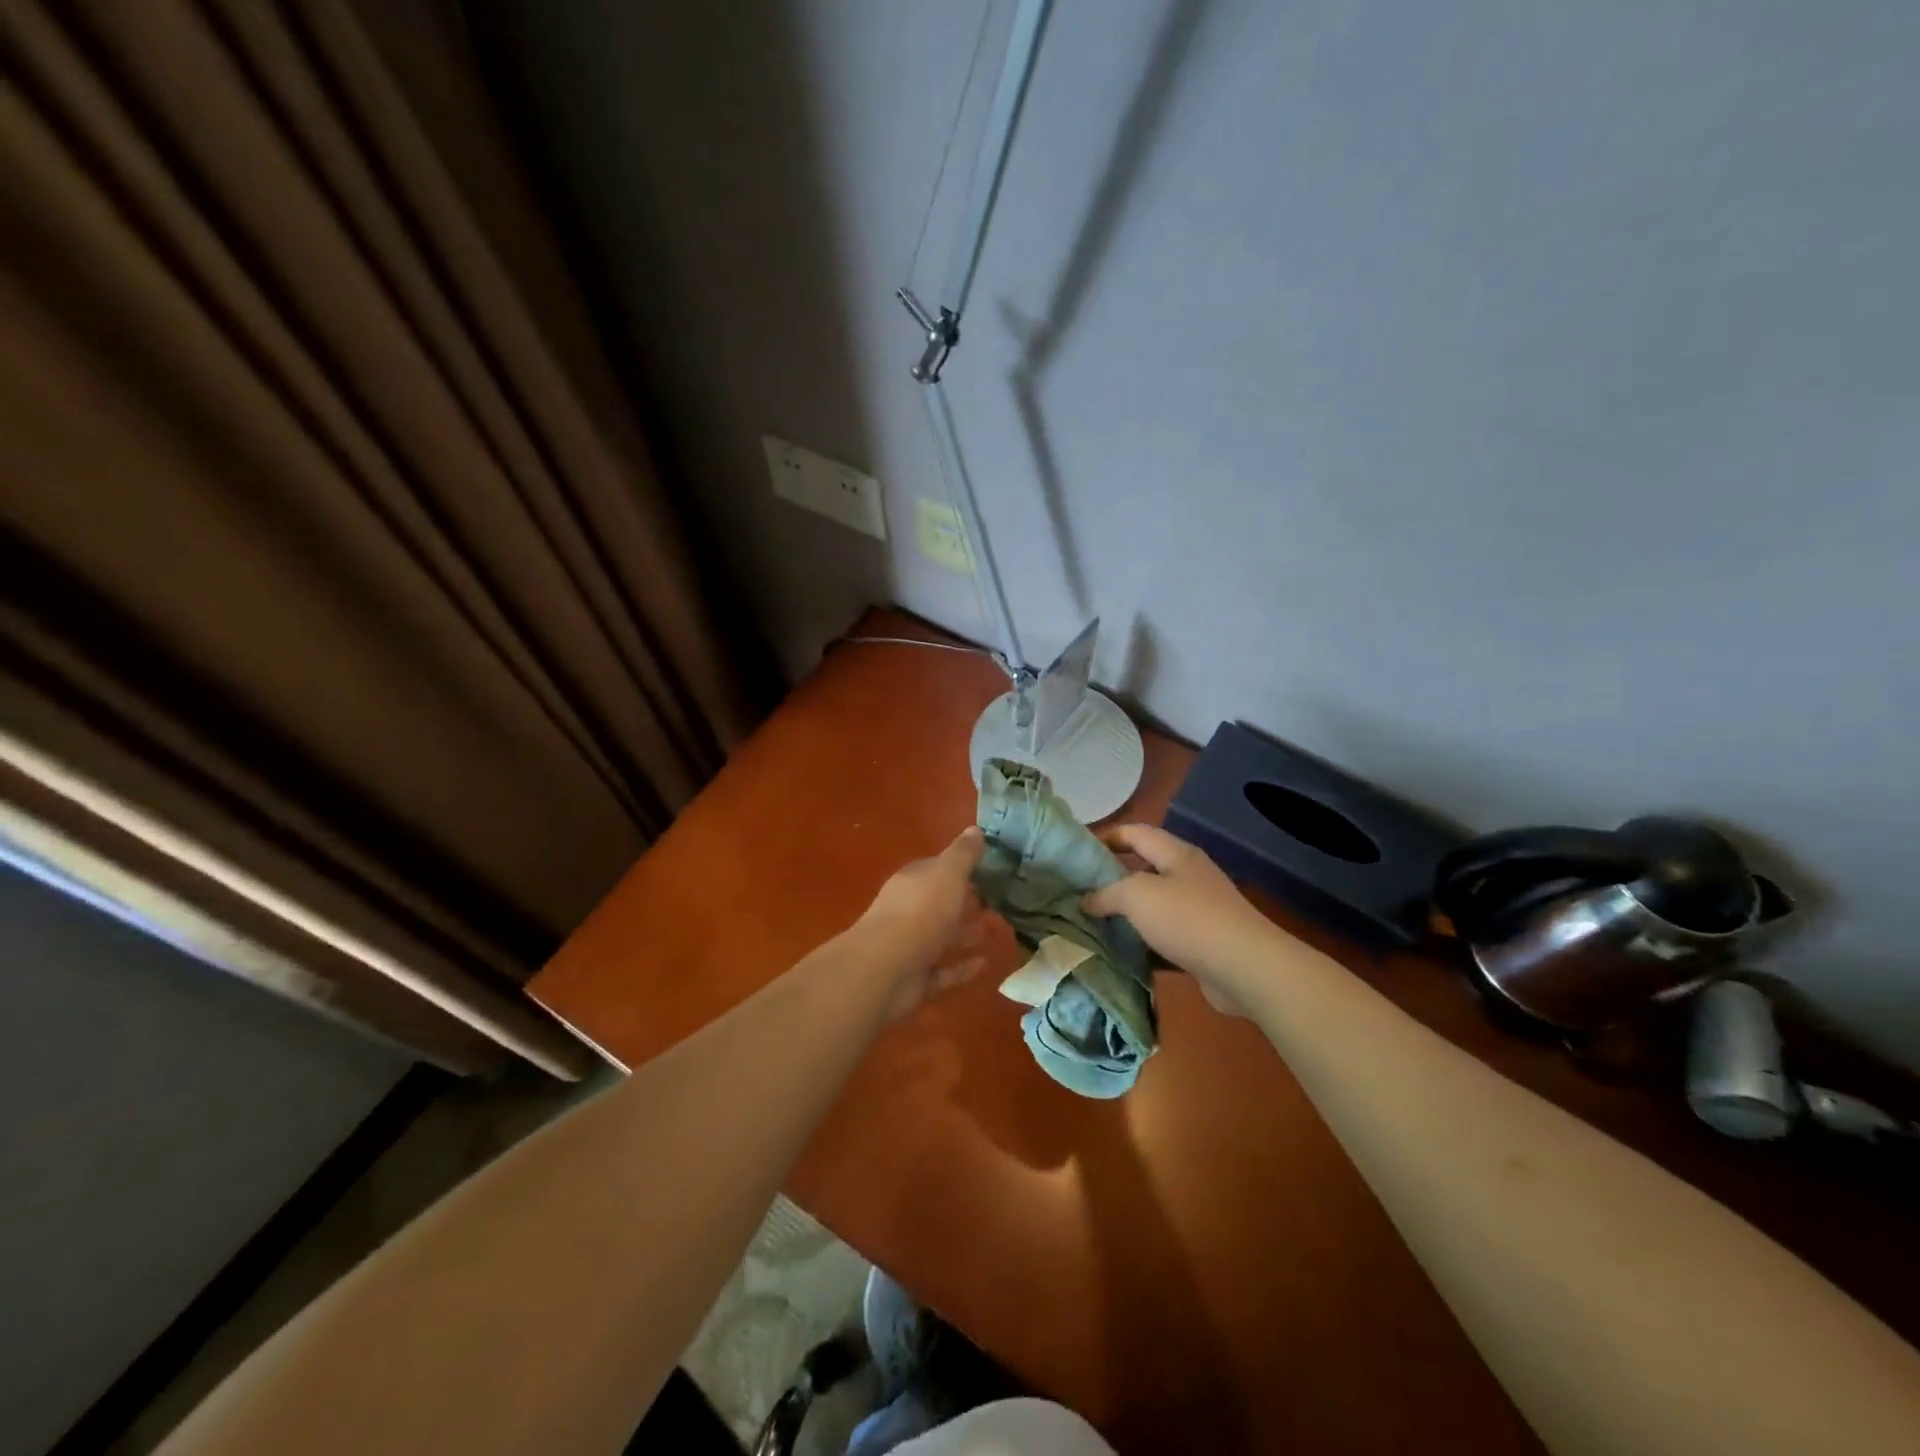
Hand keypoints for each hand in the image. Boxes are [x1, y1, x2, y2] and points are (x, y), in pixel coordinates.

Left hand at [859, 827, 990, 1018]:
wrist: (885, 969)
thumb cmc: (920, 912)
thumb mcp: (948, 874)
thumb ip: (963, 854)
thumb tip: (975, 829)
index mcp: (913, 881)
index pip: (937, 869)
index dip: (960, 868)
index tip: (988, 869)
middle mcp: (908, 910)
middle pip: (939, 903)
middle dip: (965, 902)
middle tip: (998, 902)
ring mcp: (909, 946)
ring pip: (941, 936)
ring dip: (965, 934)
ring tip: (996, 930)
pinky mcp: (914, 978)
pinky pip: (943, 971)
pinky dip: (961, 967)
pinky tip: (984, 964)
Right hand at [1083, 824, 1277, 1015]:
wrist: (1246, 969)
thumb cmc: (1188, 920)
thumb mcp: (1137, 896)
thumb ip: (1106, 893)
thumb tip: (1086, 900)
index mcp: (1176, 854)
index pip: (1135, 833)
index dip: (1106, 836)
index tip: (1076, 851)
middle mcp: (1188, 876)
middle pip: (1143, 868)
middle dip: (1111, 877)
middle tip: (1078, 890)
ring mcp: (1199, 910)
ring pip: (1153, 905)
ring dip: (1126, 914)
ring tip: (1091, 922)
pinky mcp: (1203, 943)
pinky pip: (1164, 937)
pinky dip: (1143, 943)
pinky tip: (1120, 953)